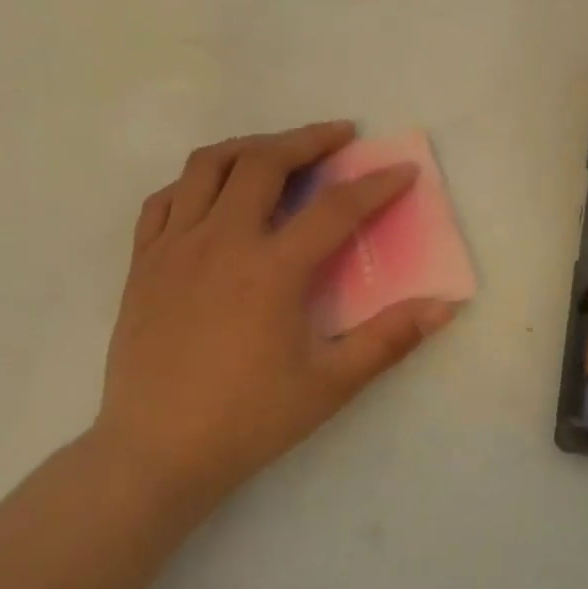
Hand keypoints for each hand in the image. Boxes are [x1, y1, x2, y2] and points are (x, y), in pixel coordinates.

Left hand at [93, 121, 461, 495]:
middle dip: (308, 140)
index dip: (376, 185)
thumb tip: (444, 306)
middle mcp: (221, 241)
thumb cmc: (248, 420)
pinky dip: (194, 182)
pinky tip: (212, 193)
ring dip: (249, 146)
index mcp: (271, 269)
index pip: (335, 209)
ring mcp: (174, 246)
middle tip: (339, 137)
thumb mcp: (329, 385)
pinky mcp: (142, 262)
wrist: (156, 451)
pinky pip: (164, 199)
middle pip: (264, 162)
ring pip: (207, 166)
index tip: (402, 170)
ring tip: (277, 151)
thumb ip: (389, 339)